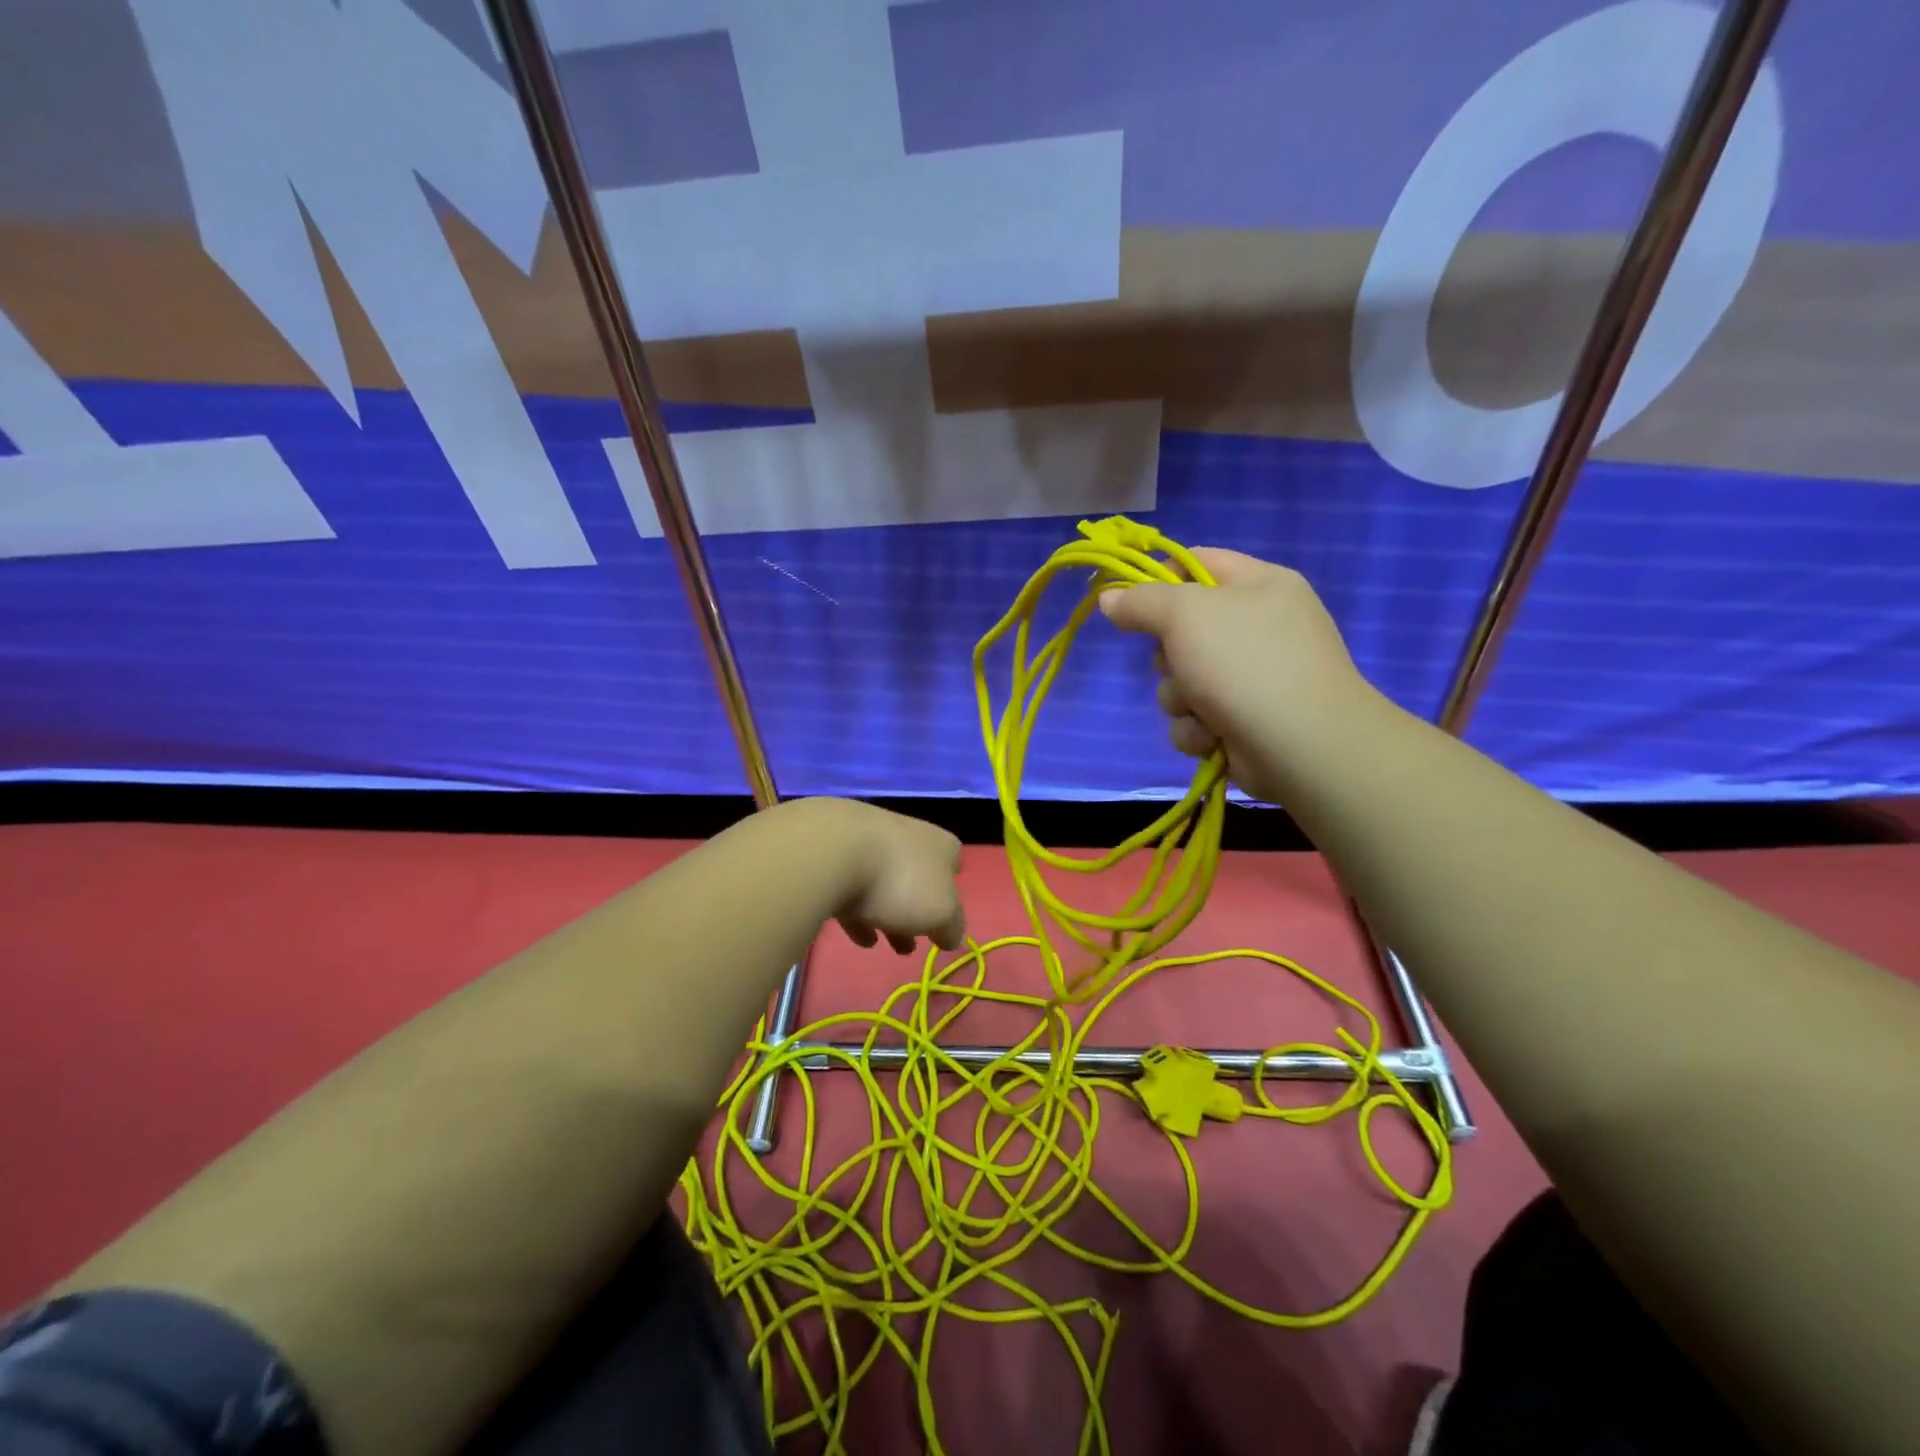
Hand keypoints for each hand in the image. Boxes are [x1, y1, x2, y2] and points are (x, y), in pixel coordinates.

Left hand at [807, 801, 965, 954]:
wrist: (833, 853)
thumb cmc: (900, 881)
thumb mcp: (941, 913)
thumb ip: (951, 927)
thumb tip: (950, 935)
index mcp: (939, 844)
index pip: (954, 861)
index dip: (952, 888)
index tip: (945, 914)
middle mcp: (907, 835)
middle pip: (916, 876)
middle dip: (915, 911)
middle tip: (913, 944)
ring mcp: (868, 841)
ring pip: (883, 883)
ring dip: (886, 913)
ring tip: (883, 945)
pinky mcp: (834, 854)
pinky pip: (851, 887)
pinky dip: (857, 911)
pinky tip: (858, 936)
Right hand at [1098, 548, 1379, 804]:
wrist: (1301, 745)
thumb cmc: (1245, 663)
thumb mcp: (1185, 615)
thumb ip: (1141, 601)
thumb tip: (1108, 598)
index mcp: (1259, 585)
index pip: (1197, 562)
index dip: (1159, 579)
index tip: (1128, 601)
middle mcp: (1258, 627)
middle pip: (1181, 629)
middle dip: (1167, 655)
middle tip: (1177, 662)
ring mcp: (1252, 678)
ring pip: (1181, 681)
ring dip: (1179, 699)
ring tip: (1202, 709)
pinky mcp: (1242, 721)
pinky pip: (1195, 718)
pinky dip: (1197, 729)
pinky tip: (1214, 736)